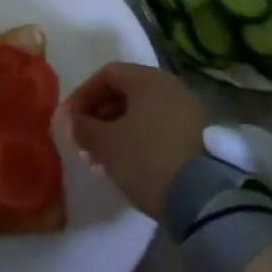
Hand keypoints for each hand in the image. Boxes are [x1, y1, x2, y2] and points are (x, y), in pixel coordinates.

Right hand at [59, 62, 205, 216]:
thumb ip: (84, 128)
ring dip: (116, 131)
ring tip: (101, 160)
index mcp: (148, 79)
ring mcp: (187, 111)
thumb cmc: (147, 159)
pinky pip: (158, 128)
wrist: (203, 198)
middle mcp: (170, 87)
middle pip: (125, 93)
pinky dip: (137, 141)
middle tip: (83, 143)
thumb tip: (71, 121)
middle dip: (98, 117)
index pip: (107, 74)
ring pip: (142, 113)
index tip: (68, 121)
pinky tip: (127, 165)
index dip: (82, 95)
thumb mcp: (107, 145)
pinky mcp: (197, 136)